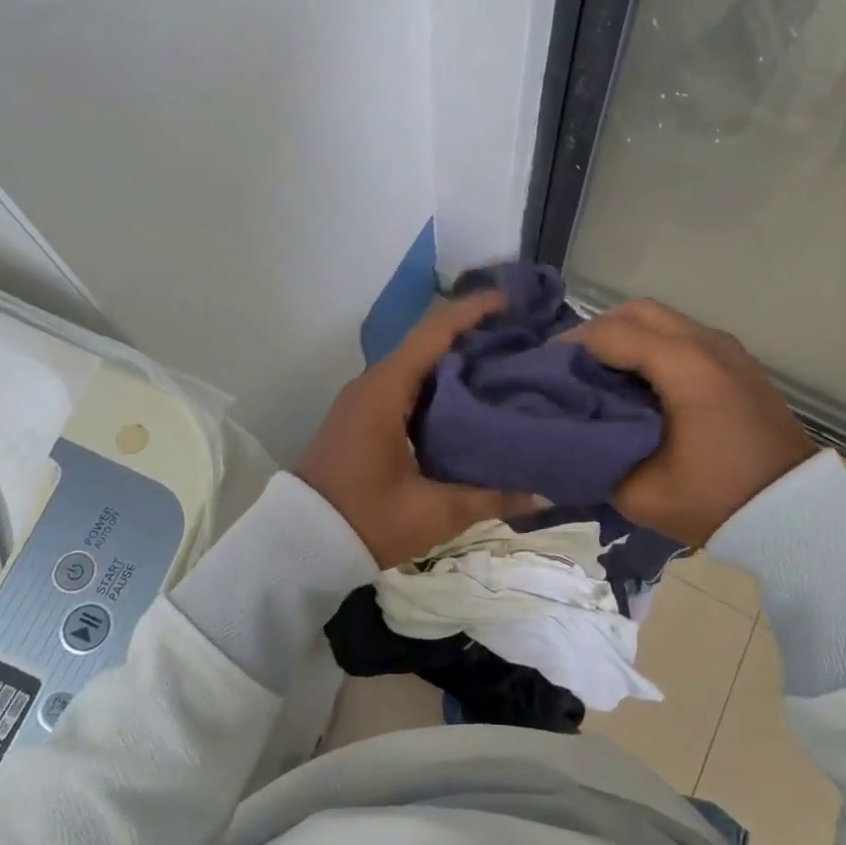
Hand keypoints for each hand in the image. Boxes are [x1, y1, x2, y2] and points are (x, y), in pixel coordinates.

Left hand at [298, 292, 538, 568]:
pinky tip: (472, 398)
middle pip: (430, 340)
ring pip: (420, 362)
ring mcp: (366, 397)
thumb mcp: (432, 512)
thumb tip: (544, 491)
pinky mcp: (365, 415)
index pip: (435, 331)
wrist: (300, 543)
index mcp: (387, 389)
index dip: (475, 310)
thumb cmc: (365, 520)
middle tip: (524, 337)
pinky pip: (409, 383)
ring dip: (459, 357)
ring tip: (507, 363)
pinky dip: (442, 381)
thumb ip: (490, 498)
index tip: (514, 301)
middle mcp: (374, 382)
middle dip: (475, 332)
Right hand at [571, 299, 816, 547]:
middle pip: (637, 311)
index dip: (570, 347)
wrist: (796, 515)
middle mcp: (707, 343)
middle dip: (597, 330)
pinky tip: (640, 381)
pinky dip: (654, 345)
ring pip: (664, 319)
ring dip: (627, 335)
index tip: (544, 370)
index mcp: (684, 366)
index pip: (611, 333)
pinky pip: (685, 335)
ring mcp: (728, 349)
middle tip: (570, 364)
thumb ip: (593, 456)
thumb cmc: (716, 500)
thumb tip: (563, 433)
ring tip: (600, 372)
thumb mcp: (640, 492)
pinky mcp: (740, 363)